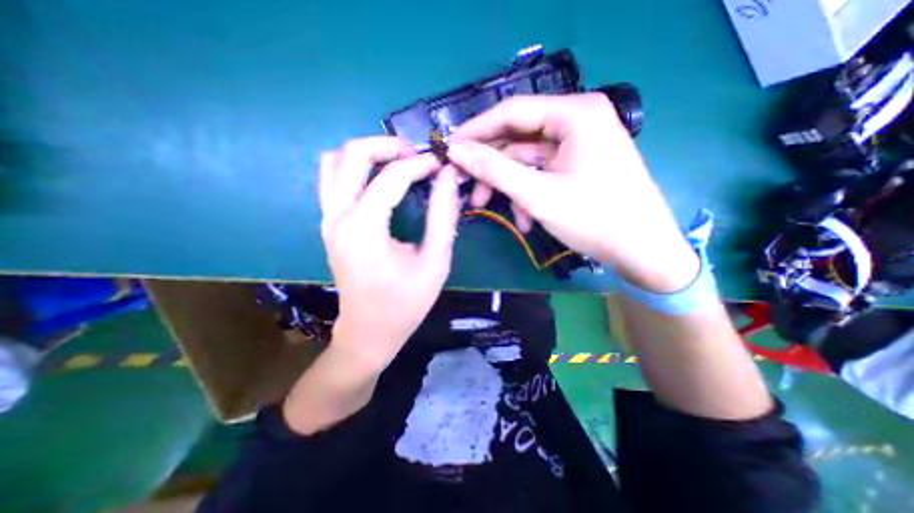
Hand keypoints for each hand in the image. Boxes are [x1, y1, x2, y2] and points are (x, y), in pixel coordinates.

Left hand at [320, 136, 465, 367]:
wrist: (369, 331)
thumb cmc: (405, 303)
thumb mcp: (435, 261)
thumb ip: (443, 215)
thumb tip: (448, 177)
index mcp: (363, 227)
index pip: (391, 176)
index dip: (420, 164)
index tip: (441, 165)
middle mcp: (337, 216)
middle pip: (352, 153)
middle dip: (387, 145)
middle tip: (416, 156)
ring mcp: (327, 219)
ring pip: (335, 161)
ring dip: (367, 152)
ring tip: (398, 162)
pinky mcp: (329, 224)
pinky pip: (333, 179)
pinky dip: (355, 167)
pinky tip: (380, 179)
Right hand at [447, 93, 697, 291]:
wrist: (642, 251)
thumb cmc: (594, 219)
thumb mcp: (537, 194)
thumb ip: (493, 170)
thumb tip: (455, 151)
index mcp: (575, 113)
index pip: (512, 111)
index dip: (476, 131)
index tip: (449, 148)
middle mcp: (578, 120)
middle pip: (518, 138)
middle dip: (491, 166)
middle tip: (467, 186)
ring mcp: (579, 144)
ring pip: (527, 159)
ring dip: (508, 185)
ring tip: (489, 207)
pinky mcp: (578, 164)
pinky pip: (541, 173)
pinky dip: (526, 193)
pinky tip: (523, 217)